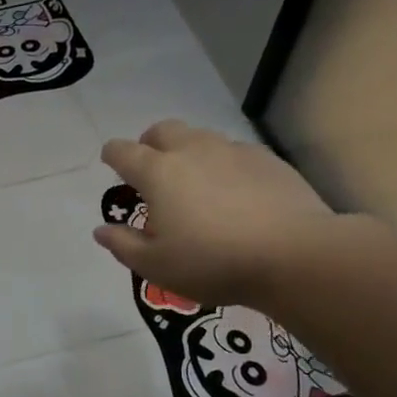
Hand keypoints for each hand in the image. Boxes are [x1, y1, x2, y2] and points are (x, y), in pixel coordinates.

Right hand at [94, 121, 347, 308]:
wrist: (294, 255)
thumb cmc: (213, 263)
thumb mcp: (156, 266)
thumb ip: (123, 245)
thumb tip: (101, 230)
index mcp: (158, 173)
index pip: (124, 151)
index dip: (112, 154)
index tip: (110, 161)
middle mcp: (193, 151)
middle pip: (163, 130)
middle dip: (150, 143)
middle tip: (152, 169)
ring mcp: (233, 151)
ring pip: (201, 138)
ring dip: (188, 152)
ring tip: (194, 182)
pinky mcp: (268, 160)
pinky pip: (235, 153)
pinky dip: (224, 165)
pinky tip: (234, 192)